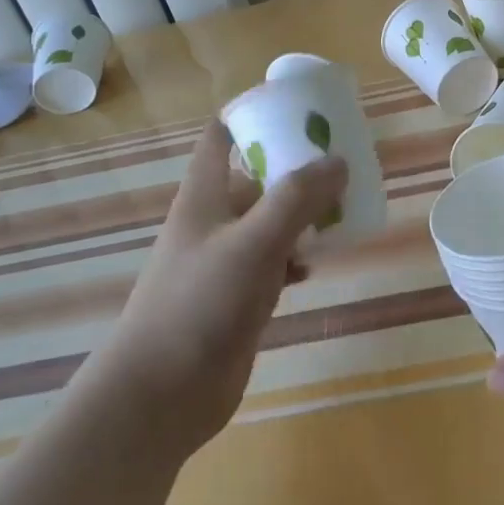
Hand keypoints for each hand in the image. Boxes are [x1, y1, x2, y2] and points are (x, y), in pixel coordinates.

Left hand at [95, 119, 345, 457]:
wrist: (160, 397)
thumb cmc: (199, 305)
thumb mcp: (253, 243)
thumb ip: (296, 199)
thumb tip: (338, 161)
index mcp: (204, 196)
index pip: (221, 136)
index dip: (252, 114)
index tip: (297, 108)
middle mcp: (213, 221)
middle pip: (255, 177)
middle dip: (295, 167)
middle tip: (341, 161)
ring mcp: (224, 261)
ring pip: (269, 221)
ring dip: (303, 213)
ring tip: (343, 208)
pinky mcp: (238, 298)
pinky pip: (274, 262)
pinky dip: (297, 257)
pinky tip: (317, 265)